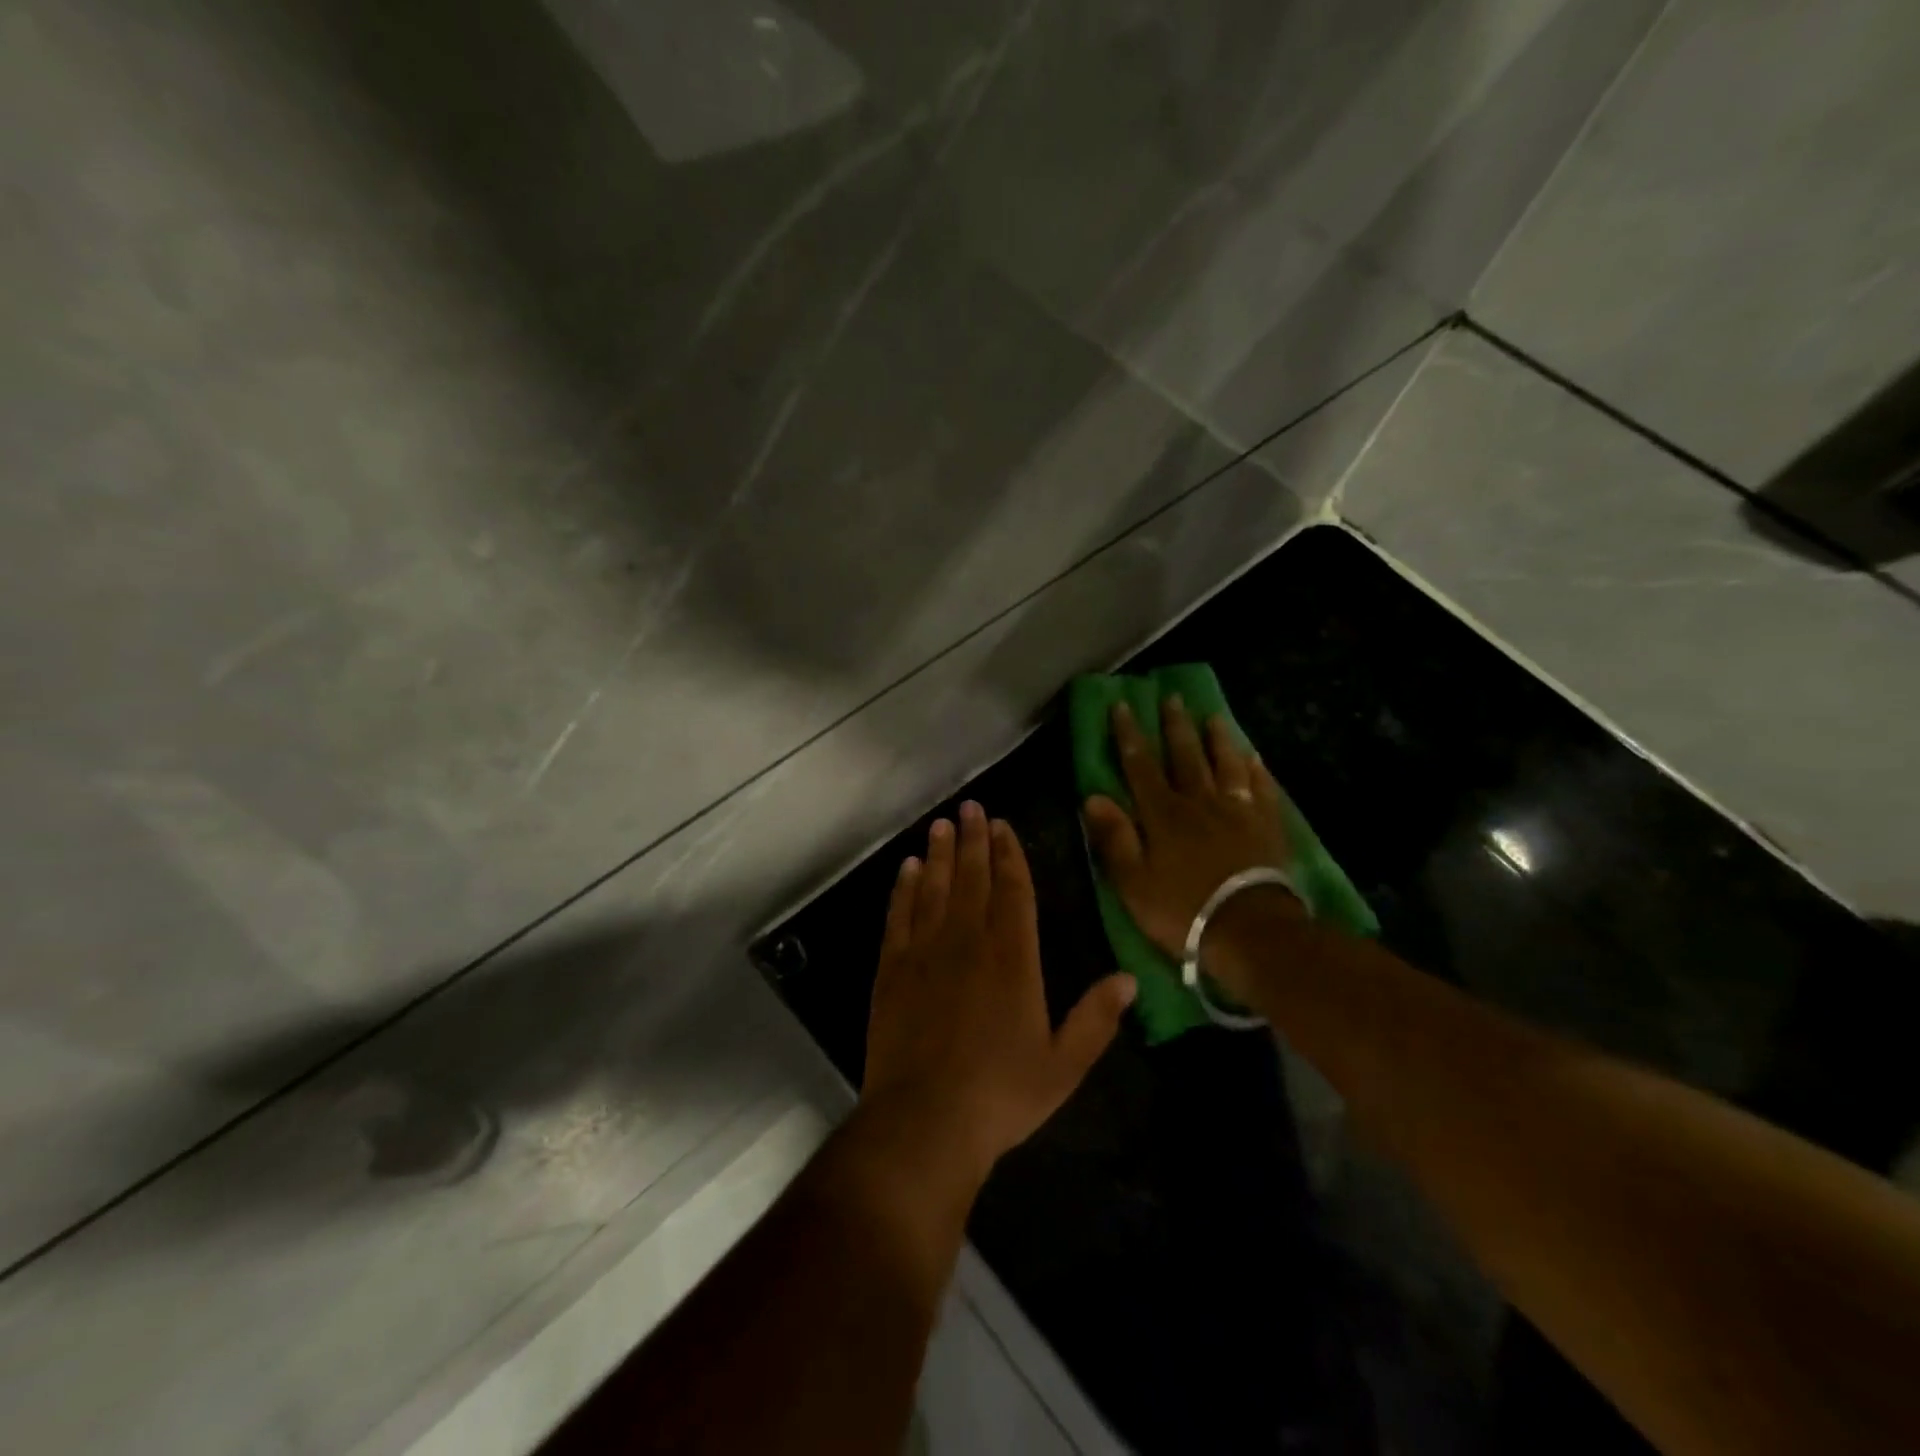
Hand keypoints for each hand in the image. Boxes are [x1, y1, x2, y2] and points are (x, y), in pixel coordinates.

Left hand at [862, 802, 1136, 1185]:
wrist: (925, 1121)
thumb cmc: (1001, 1094)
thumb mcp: (1064, 1065)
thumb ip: (1096, 1018)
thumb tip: (1130, 978)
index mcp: (1014, 958)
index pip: (1013, 890)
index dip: (1009, 854)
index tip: (1003, 826)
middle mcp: (969, 942)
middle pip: (972, 877)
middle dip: (973, 839)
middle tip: (971, 807)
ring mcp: (926, 952)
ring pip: (934, 888)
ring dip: (939, 854)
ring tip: (941, 824)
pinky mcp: (892, 969)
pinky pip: (899, 915)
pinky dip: (904, 888)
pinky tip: (907, 868)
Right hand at [1082, 697, 1294, 963]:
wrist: (1250, 930)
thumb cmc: (1183, 910)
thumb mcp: (1133, 882)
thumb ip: (1114, 837)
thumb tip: (1093, 796)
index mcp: (1163, 814)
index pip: (1141, 765)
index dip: (1130, 735)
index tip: (1123, 706)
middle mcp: (1199, 802)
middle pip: (1185, 756)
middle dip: (1175, 726)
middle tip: (1172, 698)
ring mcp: (1237, 812)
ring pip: (1225, 765)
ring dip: (1218, 739)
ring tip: (1214, 717)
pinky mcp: (1266, 826)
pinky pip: (1261, 789)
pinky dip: (1256, 771)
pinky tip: (1255, 758)